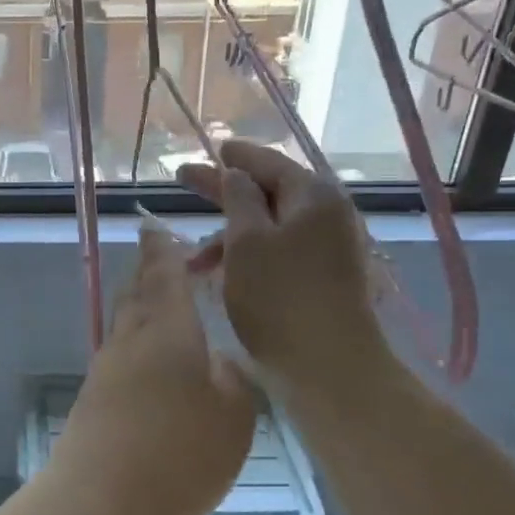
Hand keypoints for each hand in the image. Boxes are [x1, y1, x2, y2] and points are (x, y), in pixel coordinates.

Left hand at [50, 227, 257, 514]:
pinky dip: (138, 341)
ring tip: (167, 305)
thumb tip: (219, 362)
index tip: (158, 226)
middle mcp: (130, 338)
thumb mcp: (233, 418)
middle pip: (136, 291)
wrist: (99, 501)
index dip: (163, 248)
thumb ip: (232, 381)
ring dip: (143, 304)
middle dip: (151, 270)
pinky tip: (154, 360)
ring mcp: (106, 368)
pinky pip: (120, 352)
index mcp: (166, 328)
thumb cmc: (177, 453)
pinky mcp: (95, 397)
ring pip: (125, 321)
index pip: (162, 272)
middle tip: (169, 260)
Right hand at [177, 140, 390, 385]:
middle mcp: (327, 215)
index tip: (209, 148)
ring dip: (230, 234)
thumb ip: (238, 198)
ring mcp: (328, 247)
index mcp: (313, 196)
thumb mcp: (247, 240)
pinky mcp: (323, 277)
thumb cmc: (280, 296)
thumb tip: (235, 173)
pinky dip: (248, 256)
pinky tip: (222, 274)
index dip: (233, 155)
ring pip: (270, 226)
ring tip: (195, 260)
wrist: (329, 365)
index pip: (268, 162)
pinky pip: (279, 251)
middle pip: (269, 191)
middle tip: (185, 181)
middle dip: (225, 191)